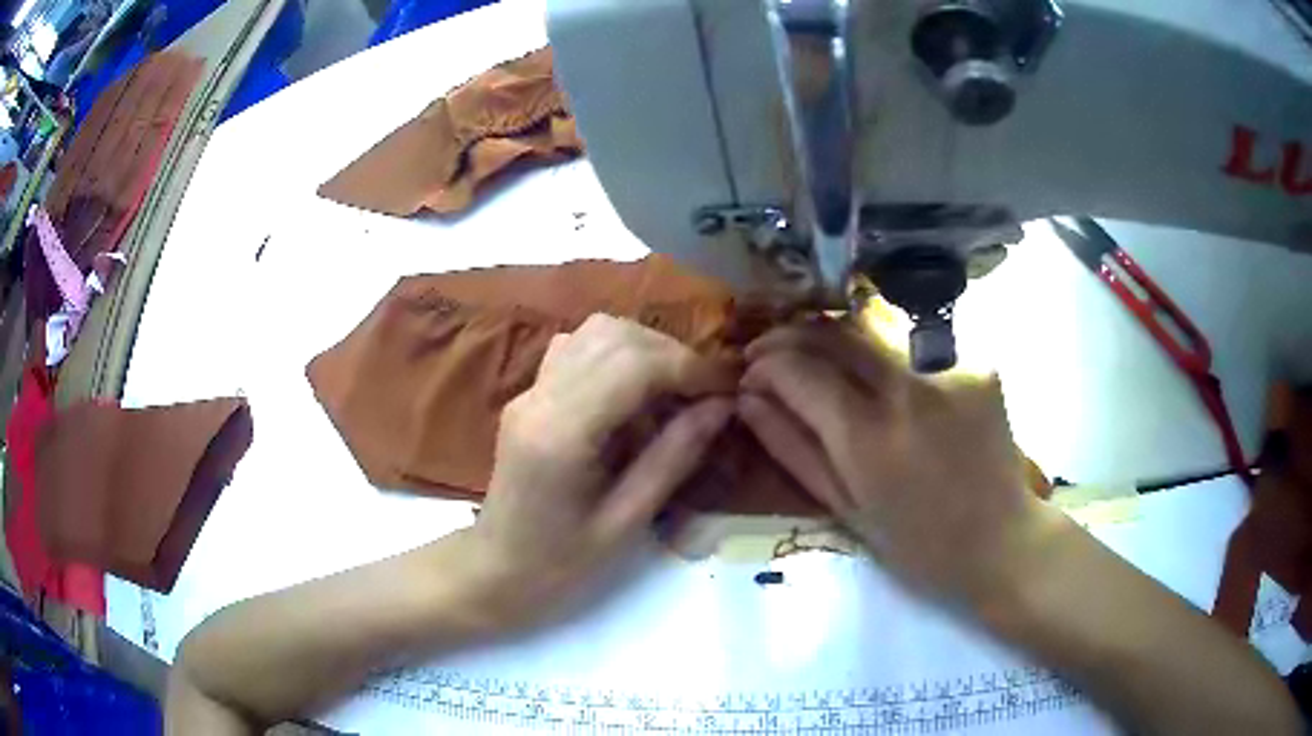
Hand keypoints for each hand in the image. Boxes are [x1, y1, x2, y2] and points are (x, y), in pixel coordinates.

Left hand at [468, 314, 735, 624]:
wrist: (496, 569)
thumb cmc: (561, 563)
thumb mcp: (627, 522)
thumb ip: (674, 457)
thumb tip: (721, 407)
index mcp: (561, 434)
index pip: (633, 365)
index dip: (689, 367)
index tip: (727, 390)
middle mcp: (540, 397)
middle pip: (615, 336)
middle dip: (672, 355)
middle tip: (705, 395)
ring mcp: (529, 391)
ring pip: (596, 332)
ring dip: (646, 351)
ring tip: (673, 394)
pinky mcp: (529, 394)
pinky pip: (578, 349)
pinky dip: (617, 356)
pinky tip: (633, 396)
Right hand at [737, 320, 1054, 605]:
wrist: (1000, 539)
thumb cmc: (918, 544)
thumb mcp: (846, 510)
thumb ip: (793, 449)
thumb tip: (748, 400)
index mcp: (869, 437)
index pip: (799, 370)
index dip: (765, 365)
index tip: (750, 375)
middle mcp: (908, 388)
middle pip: (834, 330)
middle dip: (790, 335)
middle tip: (773, 353)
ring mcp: (948, 367)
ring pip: (874, 323)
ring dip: (834, 332)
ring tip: (818, 353)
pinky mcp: (976, 361)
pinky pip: (914, 342)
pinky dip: (885, 351)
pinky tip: (882, 374)